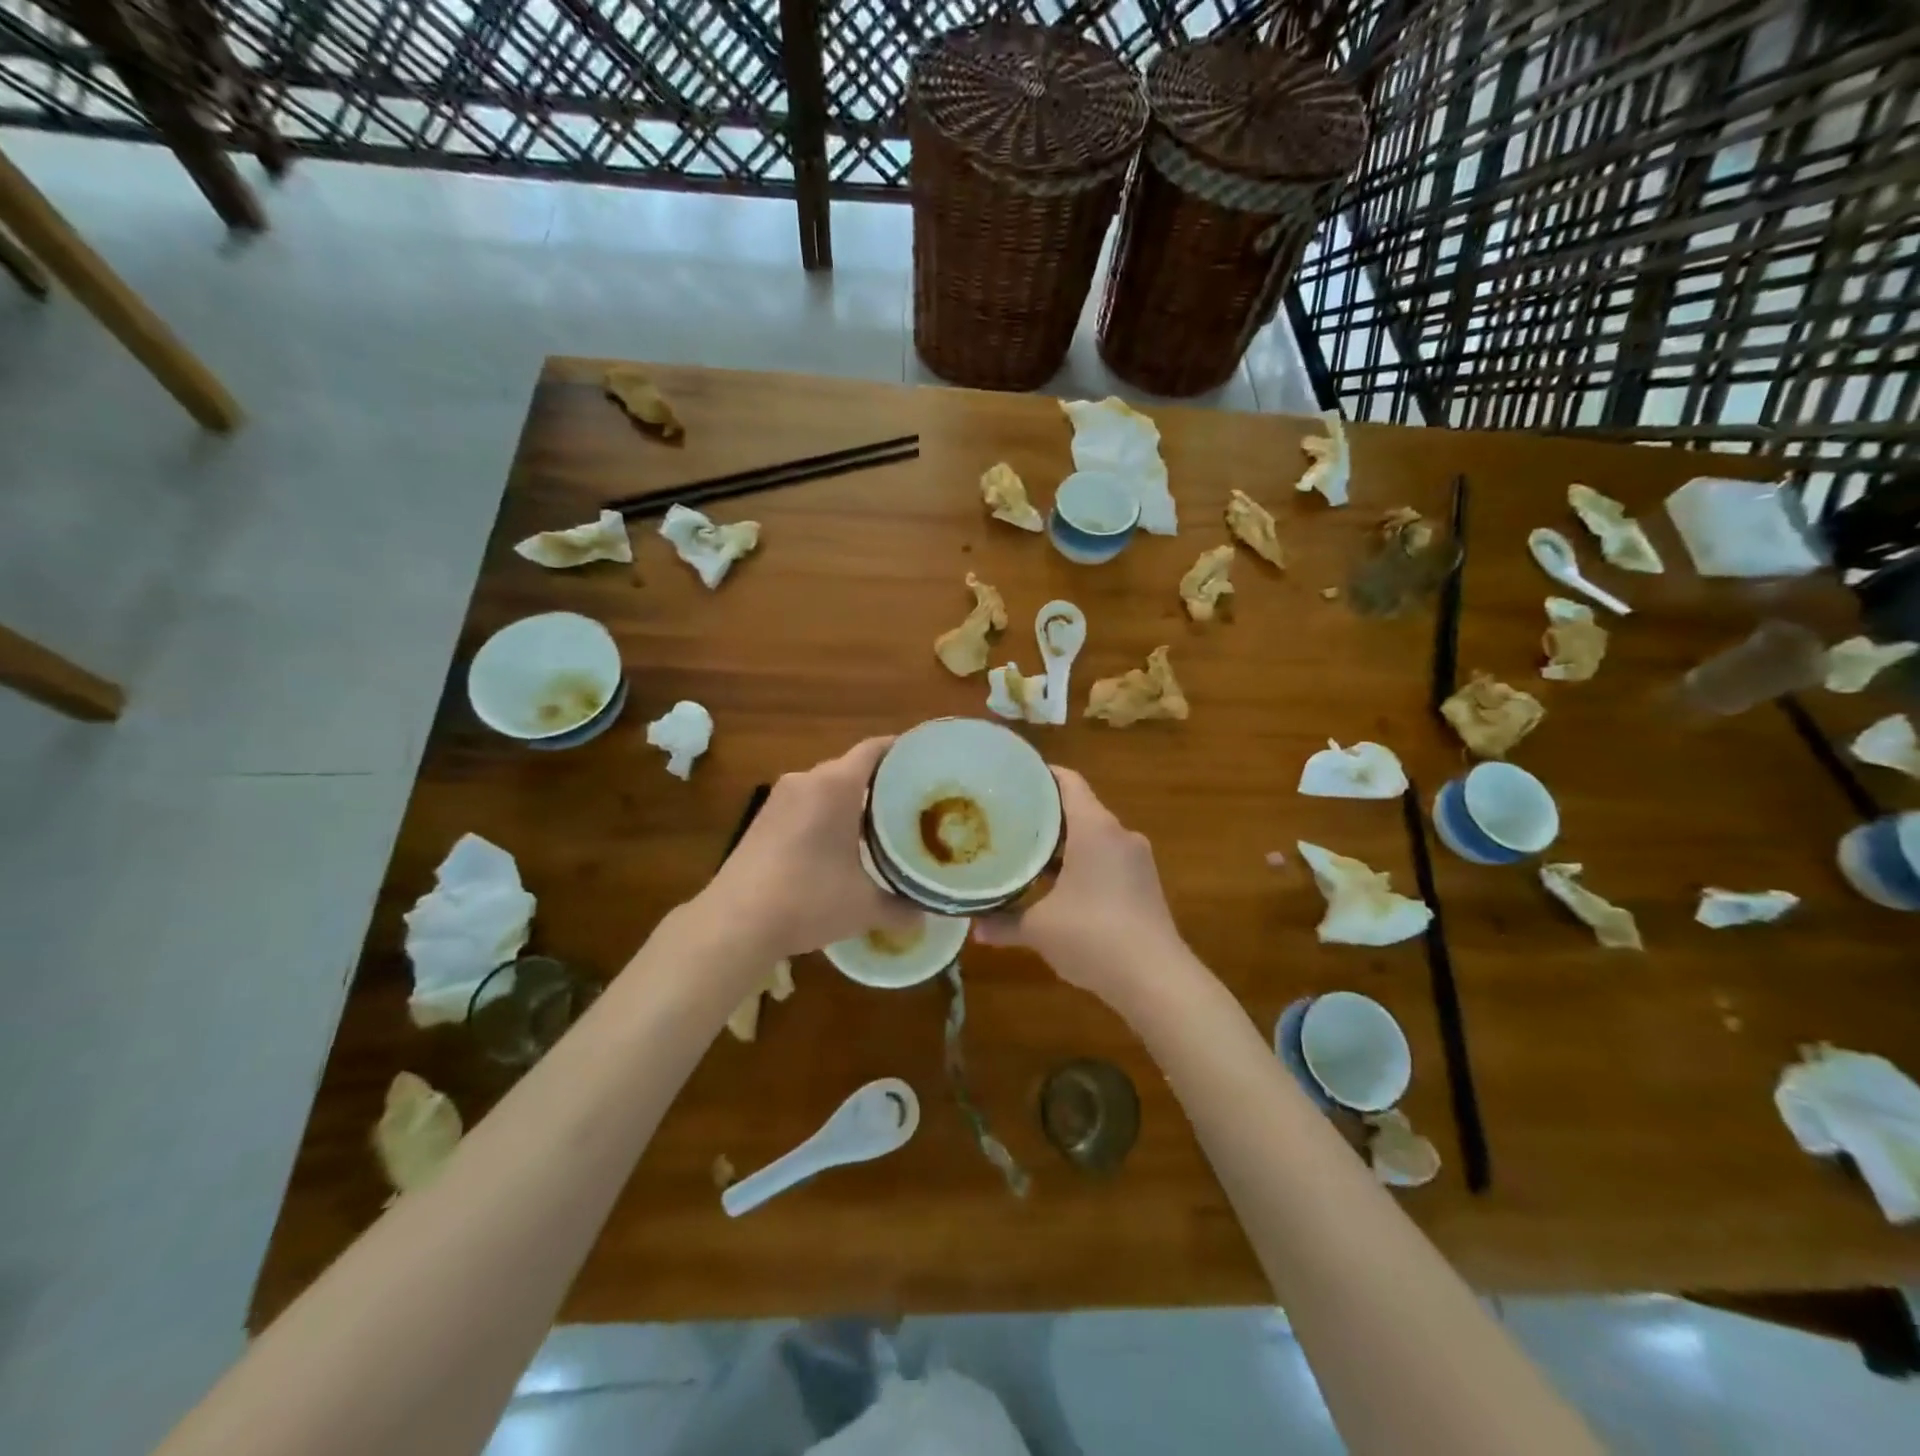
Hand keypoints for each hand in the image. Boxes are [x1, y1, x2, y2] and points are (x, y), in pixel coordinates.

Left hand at [699, 737, 919, 959]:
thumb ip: (901, 907)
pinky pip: (805, 804)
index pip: (874, 749)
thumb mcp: (864, 907)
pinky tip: (839, 845)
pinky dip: (826, 815)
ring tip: (881, 826)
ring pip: (825, 787)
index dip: (901, 751)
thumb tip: (925, 918)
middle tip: (911, 804)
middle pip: (851, 768)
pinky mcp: (762, 819)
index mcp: (835, 785)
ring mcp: (779, 799)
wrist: (735, 923)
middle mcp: (806, 780)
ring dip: (851, 801)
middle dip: (881, 783)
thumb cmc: (807, 900)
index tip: (925, 762)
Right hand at [972, 767, 1185, 1003]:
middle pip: (1078, 809)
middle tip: (1006, 819)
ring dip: (1062, 844)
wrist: (1157, 980)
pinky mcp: (1144, 885)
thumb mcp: (1039, 929)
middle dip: (1044, 815)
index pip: (1068, 782)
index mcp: (1095, 828)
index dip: (1040, 775)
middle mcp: (1119, 835)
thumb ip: (1004, 923)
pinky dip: (1081, 864)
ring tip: (1025, 852)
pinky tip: (1056, 886)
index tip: (1010, 779)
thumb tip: (974, 927)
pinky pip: (1106, 860)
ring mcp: (1136, 860)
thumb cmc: (1093, 937)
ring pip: (1093, 837)